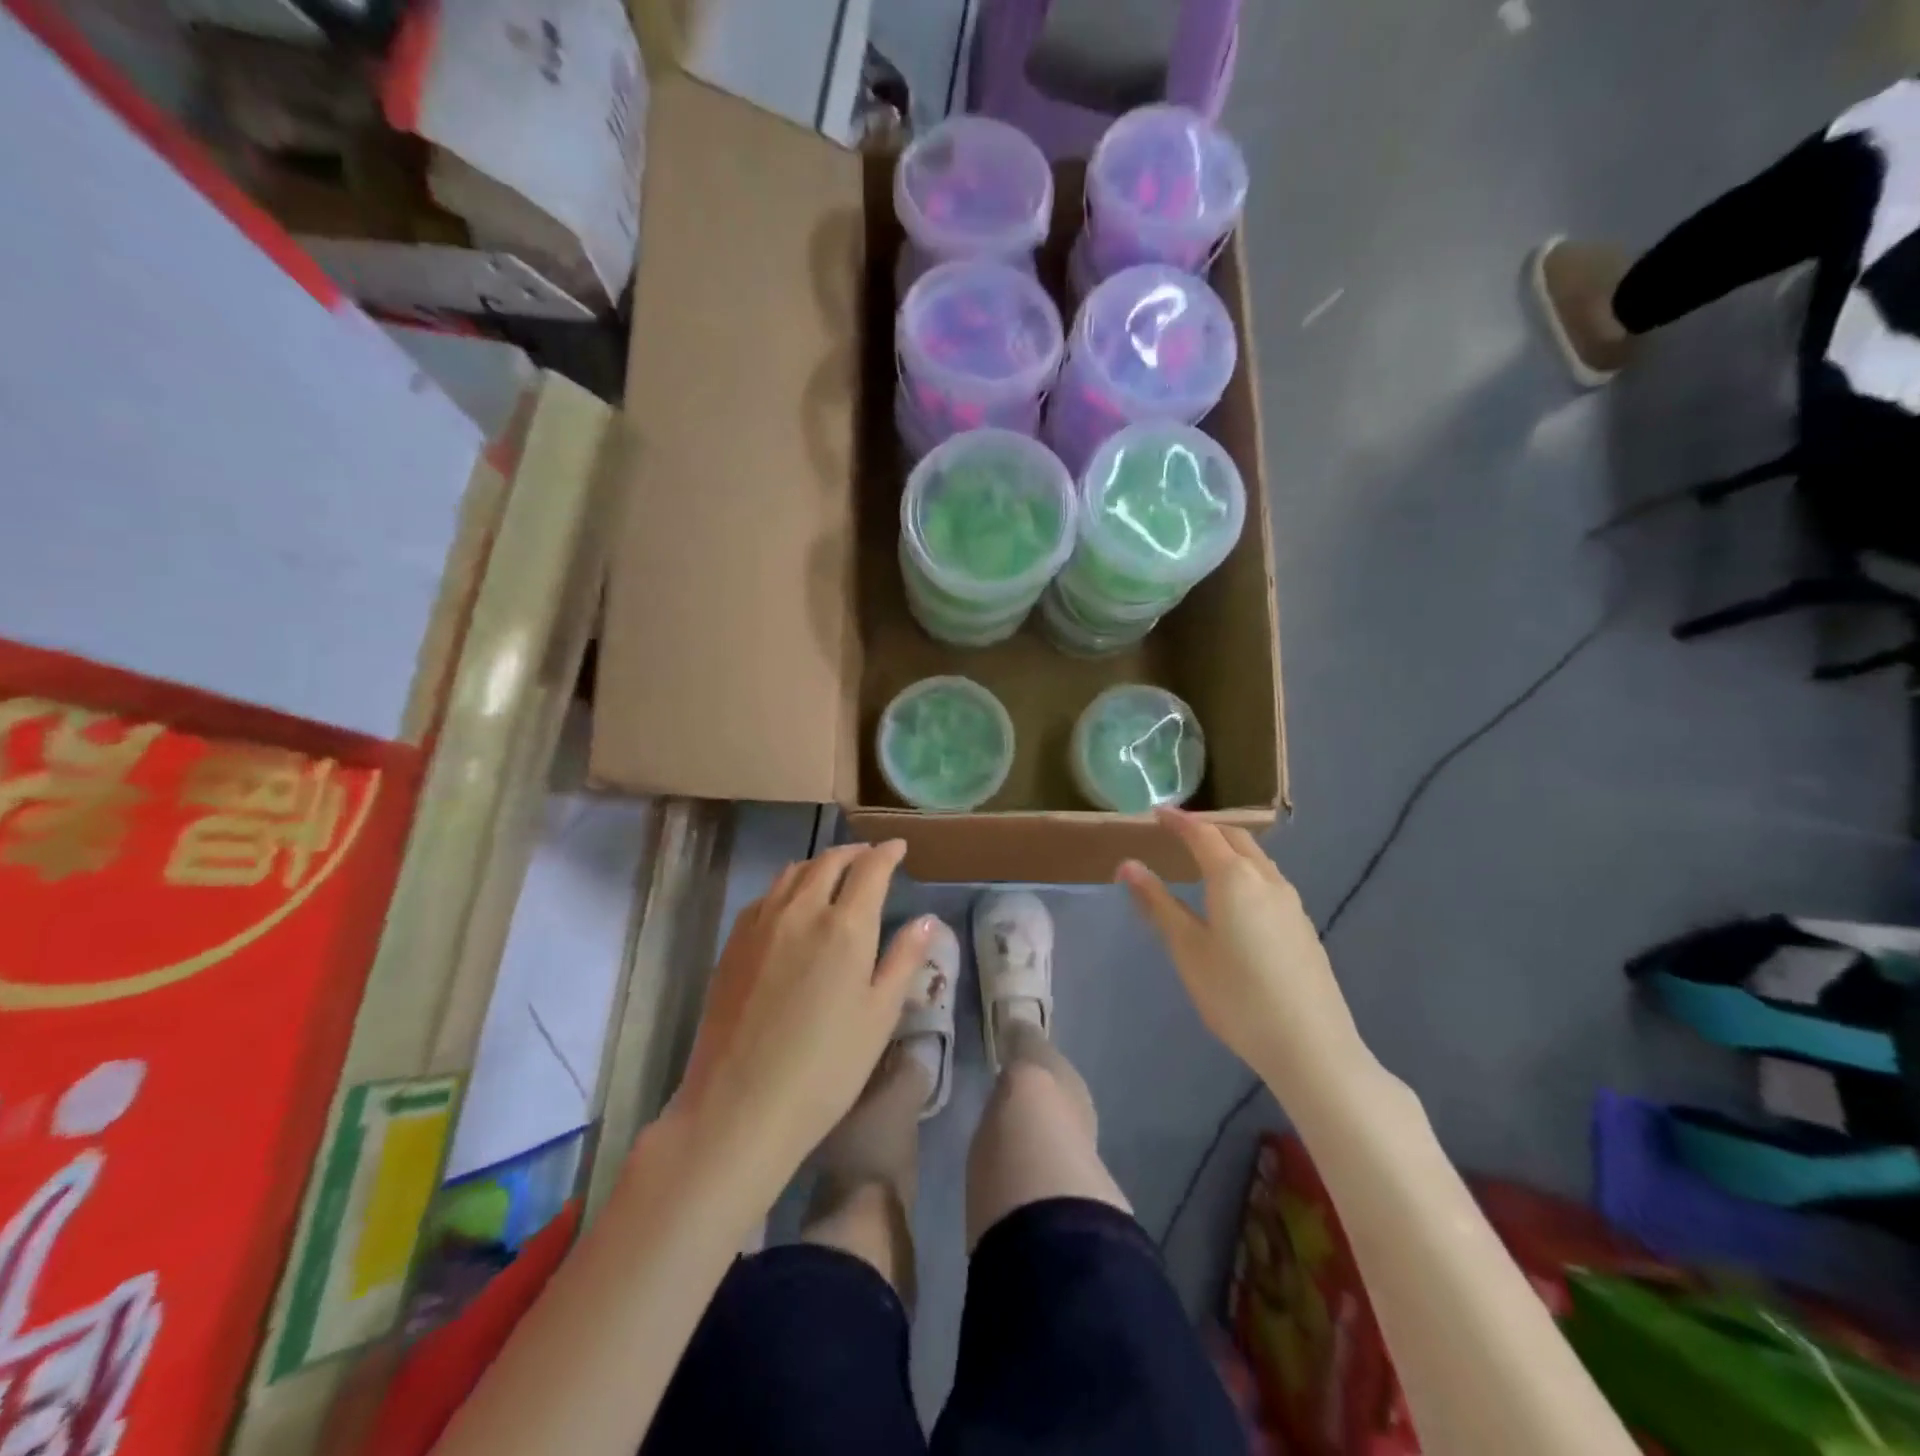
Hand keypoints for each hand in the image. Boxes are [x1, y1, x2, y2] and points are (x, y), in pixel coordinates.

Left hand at [668, 842, 934, 1198]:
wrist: (739, 1106)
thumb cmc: (826, 1068)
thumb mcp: (879, 1016)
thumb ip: (904, 960)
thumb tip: (928, 919)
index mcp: (845, 926)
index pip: (870, 869)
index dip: (887, 853)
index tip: (898, 847)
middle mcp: (802, 910)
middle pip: (829, 861)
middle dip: (854, 852)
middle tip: (869, 856)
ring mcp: (761, 924)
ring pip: (793, 872)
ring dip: (819, 863)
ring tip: (833, 872)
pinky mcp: (733, 942)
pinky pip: (766, 895)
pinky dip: (788, 885)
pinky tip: (791, 903)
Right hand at [1118, 810, 1369, 1096]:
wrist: (1311, 1045)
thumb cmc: (1236, 996)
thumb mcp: (1187, 950)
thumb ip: (1158, 904)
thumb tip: (1128, 865)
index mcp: (1233, 878)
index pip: (1202, 834)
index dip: (1178, 821)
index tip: (1157, 813)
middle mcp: (1266, 879)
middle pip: (1235, 839)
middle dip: (1206, 829)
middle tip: (1179, 831)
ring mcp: (1290, 902)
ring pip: (1257, 859)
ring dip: (1230, 849)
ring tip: (1205, 860)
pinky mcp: (1302, 926)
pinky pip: (1270, 881)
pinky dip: (1246, 871)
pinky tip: (1238, 898)